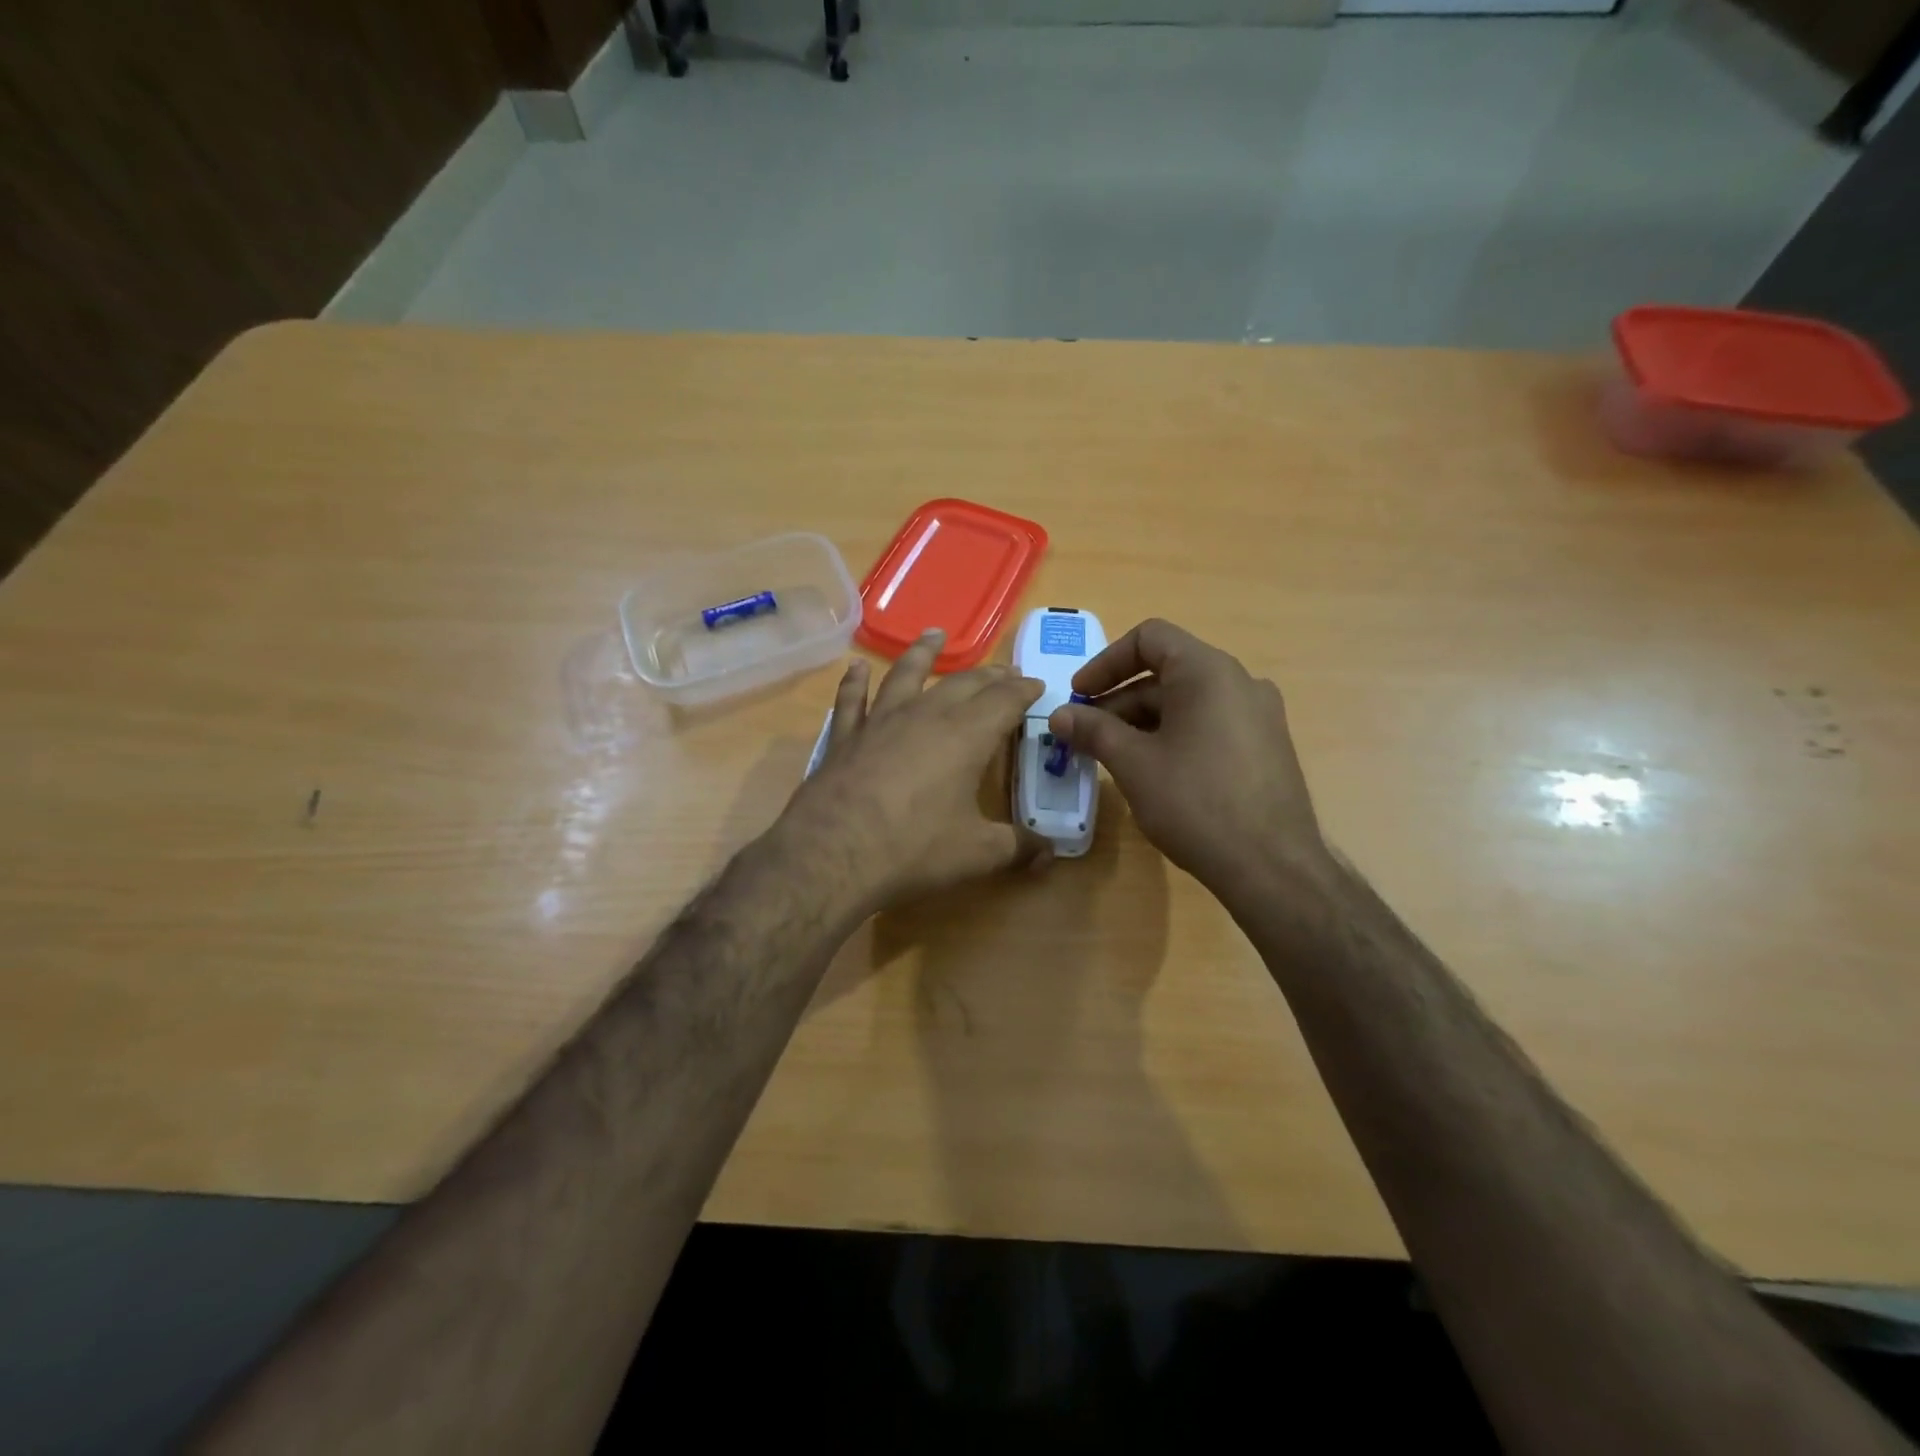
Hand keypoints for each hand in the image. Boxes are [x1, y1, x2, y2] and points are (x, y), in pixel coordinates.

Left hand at [778, 629, 1050, 917]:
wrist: (832, 854)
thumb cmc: (914, 849)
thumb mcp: (977, 854)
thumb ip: (1018, 848)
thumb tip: (1050, 852)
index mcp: (966, 735)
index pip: (1005, 700)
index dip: (1024, 690)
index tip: (1038, 684)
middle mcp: (925, 715)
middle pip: (963, 683)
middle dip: (989, 675)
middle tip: (1004, 671)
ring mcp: (881, 721)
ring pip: (906, 674)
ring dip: (923, 653)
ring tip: (935, 634)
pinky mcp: (845, 736)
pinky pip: (852, 699)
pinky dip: (855, 682)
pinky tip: (855, 668)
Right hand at [1048, 619, 1329, 899]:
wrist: (1272, 867)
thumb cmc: (1196, 803)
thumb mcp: (1134, 764)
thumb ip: (1094, 730)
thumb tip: (1059, 715)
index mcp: (1208, 671)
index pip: (1149, 638)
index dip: (1105, 662)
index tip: (1079, 696)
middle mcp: (1239, 682)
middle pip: (1166, 672)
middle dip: (1118, 700)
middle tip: (1084, 735)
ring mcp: (1258, 715)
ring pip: (1186, 701)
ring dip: (1142, 721)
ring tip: (1111, 757)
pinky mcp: (1264, 746)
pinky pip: (1208, 724)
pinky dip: (1172, 735)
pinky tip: (1152, 772)